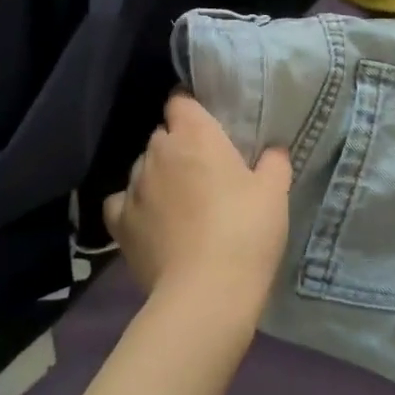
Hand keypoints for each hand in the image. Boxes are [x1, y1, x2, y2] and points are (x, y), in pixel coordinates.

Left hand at [103, 92, 291, 318]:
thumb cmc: (245, 231)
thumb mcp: (274, 192)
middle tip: (205, 169)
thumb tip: (271, 151)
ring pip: (143, 167)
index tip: (208, 124)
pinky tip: (149, 218)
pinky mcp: (120, 223)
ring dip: (159, 175)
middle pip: (163, 135)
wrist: (206, 293)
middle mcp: (158, 151)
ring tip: (180, 200)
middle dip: (179, 145)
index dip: (191, 109)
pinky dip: (134, 204)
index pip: (180, 101)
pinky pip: (122, 201)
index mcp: (195, 135)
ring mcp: (134, 187)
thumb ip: (273, 162)